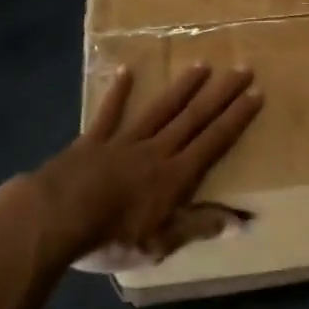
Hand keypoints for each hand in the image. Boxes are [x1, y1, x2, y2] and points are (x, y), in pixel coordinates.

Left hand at [3, 63, 261, 271]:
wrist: (52, 220)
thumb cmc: (110, 238)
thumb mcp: (160, 244)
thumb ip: (198, 227)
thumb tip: (241, 222)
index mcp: (175, 176)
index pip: (214, 141)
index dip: (237, 118)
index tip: (256, 93)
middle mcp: (156, 150)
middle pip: (194, 118)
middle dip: (221, 93)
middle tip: (242, 68)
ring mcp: (123, 142)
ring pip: (160, 109)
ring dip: (183, 87)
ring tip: (202, 65)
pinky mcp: (92, 141)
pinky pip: (108, 114)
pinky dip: (118, 93)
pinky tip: (126, 70)